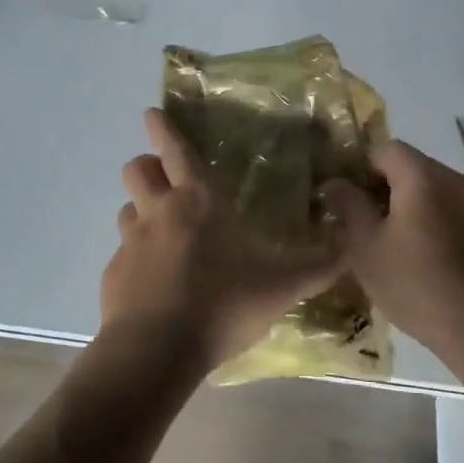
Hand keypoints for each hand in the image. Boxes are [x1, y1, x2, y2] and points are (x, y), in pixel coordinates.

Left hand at [102, 109, 340, 372]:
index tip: (151, 113)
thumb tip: (351, 247)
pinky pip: (122, 253)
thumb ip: (318, 267)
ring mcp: (130, 243)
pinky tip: (153, 283)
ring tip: (160, 231)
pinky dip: (135, 258)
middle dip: (146, 166)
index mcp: (199, 203)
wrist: (158, 349)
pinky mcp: (113, 275)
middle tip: (164, 179)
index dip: (163, 129)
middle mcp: (159, 213)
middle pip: (137, 170)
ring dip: (140, 210)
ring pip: (126, 208)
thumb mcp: (282, 287)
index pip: (175, 151)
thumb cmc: (223, 304)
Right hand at [322, 141, 463, 363]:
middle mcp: (454, 179)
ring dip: (404, 207)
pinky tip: (417, 259)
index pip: (385, 149)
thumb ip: (348, 207)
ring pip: (429, 192)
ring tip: (385, 244)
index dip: (359, 168)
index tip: (344, 198)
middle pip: (409, 167)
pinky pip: (448, 212)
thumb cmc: (416, 283)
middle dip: (380, 188)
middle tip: (359, 223)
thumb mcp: (366, 247)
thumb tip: (334, 182)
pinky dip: (428, 223)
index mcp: (422, 175)